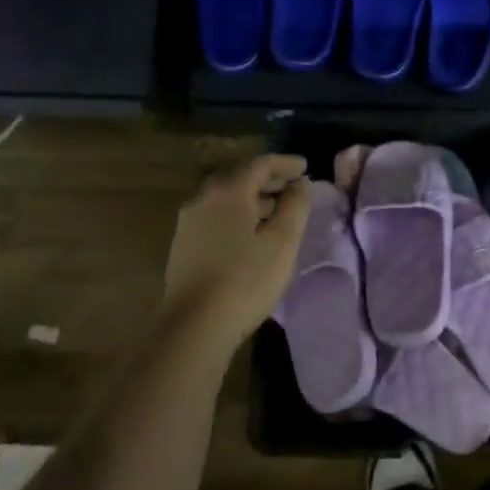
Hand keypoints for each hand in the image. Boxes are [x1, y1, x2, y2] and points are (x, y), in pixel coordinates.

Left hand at [160, 154, 312, 347]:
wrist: (194, 326)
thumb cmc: (245, 280)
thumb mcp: (282, 242)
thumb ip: (295, 206)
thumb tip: (300, 184)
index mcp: (228, 192)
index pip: (260, 164)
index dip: (285, 163)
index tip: (306, 167)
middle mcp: (203, 198)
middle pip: (239, 177)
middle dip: (268, 178)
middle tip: (293, 186)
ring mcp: (188, 221)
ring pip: (225, 197)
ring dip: (252, 197)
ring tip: (276, 209)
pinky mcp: (183, 244)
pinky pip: (215, 215)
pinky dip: (237, 213)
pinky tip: (250, 231)